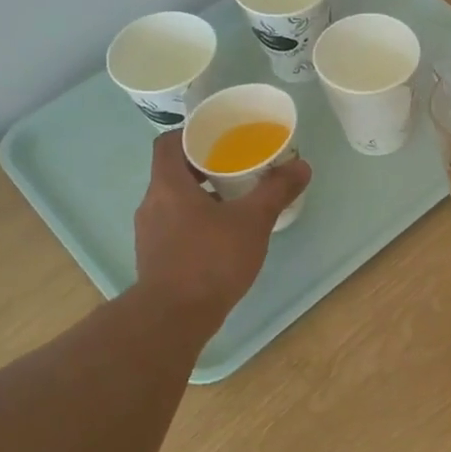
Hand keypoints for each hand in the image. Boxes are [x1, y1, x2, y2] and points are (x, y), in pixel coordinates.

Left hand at [131, 129, 310, 331]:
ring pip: (174, 201)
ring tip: (234, 202)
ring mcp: (149, 233)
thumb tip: (301, 165)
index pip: (168, 143)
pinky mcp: (154, 257)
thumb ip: (276, 190)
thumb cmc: (211, 259)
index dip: (191, 134)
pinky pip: (174, 226)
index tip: (219, 137)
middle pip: (172, 172)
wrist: (174, 316)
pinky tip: (222, 236)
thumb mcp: (252, 221)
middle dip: (204, 166)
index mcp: (168, 185)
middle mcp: (152, 203)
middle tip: (236, 168)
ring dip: (200, 196)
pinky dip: (195, 222)